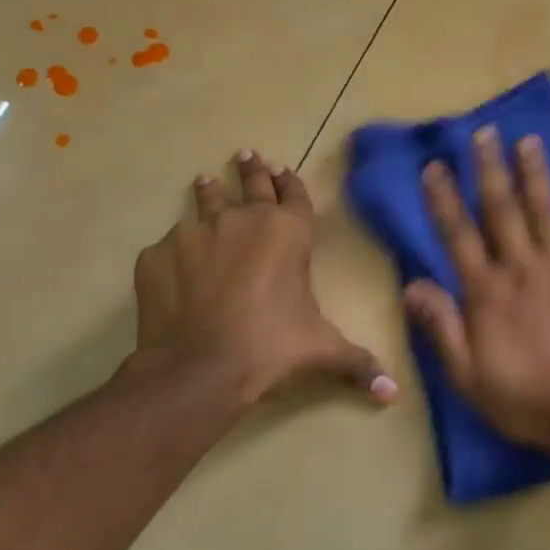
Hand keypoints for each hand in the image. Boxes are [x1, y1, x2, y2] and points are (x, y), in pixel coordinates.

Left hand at [127, 150, 397, 406]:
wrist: (199, 369)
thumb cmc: (272, 349)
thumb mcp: (323, 353)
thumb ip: (359, 365)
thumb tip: (392, 394)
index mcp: (288, 233)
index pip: (294, 194)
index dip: (290, 182)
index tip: (281, 169)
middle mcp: (243, 220)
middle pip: (250, 184)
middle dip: (252, 170)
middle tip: (247, 155)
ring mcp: (195, 233)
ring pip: (205, 202)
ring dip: (209, 193)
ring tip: (204, 183)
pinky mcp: (157, 255)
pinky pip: (169, 246)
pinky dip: (176, 252)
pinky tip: (175, 266)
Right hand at [405, 127, 549, 451]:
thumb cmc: (524, 399)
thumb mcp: (466, 375)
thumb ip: (440, 326)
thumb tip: (412, 283)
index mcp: (487, 291)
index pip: (458, 235)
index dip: (444, 199)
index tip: (435, 166)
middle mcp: (522, 268)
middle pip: (502, 210)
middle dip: (490, 169)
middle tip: (485, 133)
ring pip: (546, 211)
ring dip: (536, 174)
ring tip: (529, 140)